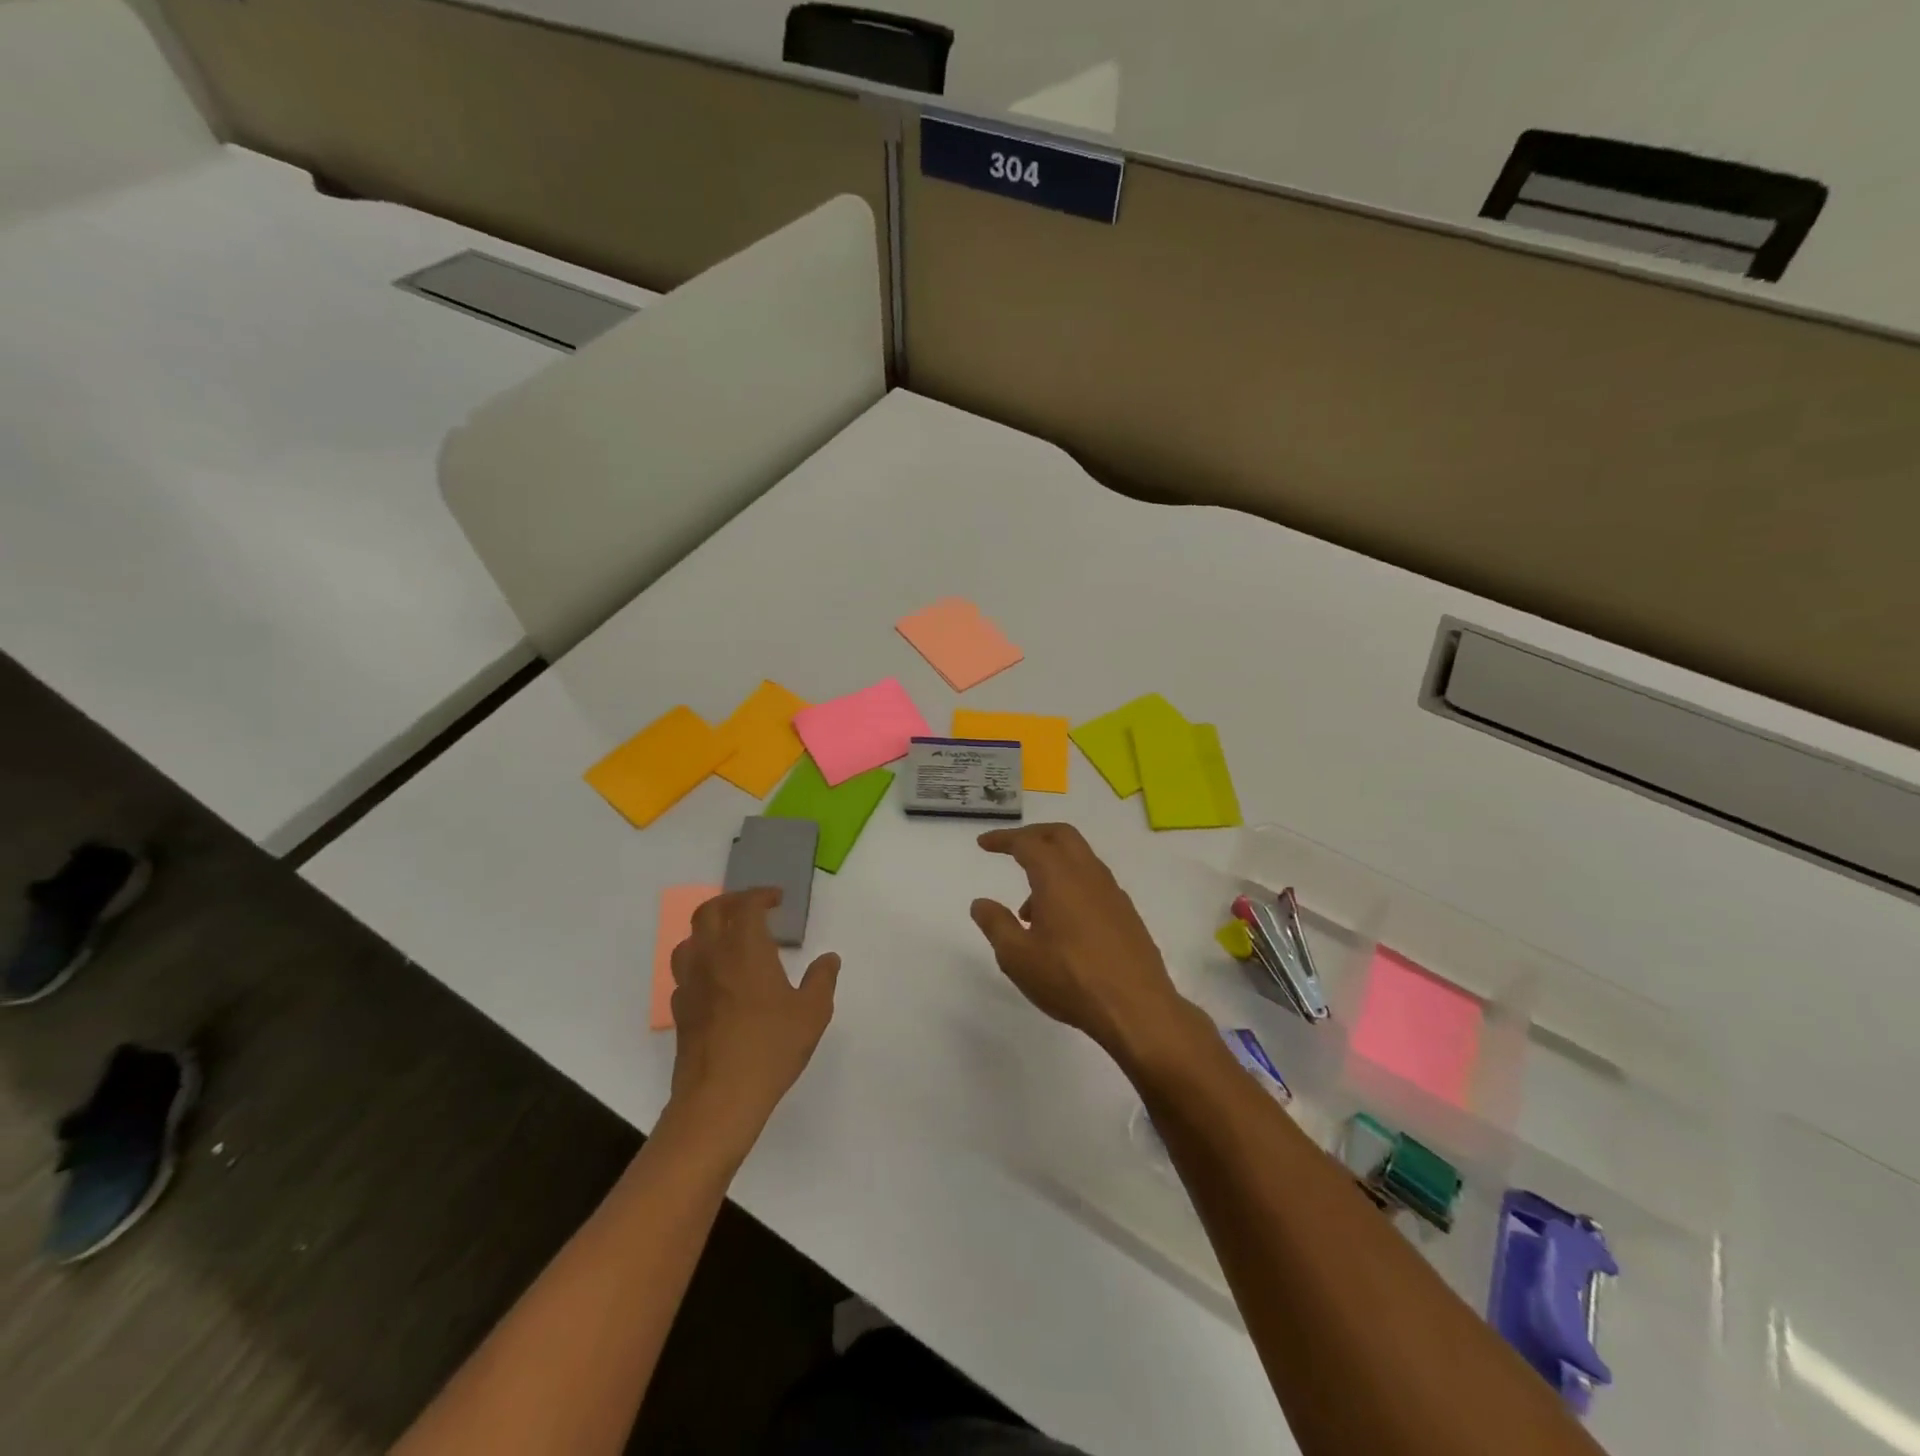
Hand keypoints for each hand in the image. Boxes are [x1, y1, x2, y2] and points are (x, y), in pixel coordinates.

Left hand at [667, 889, 839, 1148]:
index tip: (776, 899)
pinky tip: (716, 980)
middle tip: (750, 908)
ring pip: (688, 941)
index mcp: (745, 949)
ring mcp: (690, 984)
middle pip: (708, 912)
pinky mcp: (680, 1011)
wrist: (719, 1098)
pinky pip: (684, 973)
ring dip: (708, 931)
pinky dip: (700, 963)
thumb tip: (828, 959)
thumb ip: (822, 980)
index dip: (760, 895)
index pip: (745, 906)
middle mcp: (712, 957)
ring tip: (728, 940)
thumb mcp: (812, 1012)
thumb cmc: (770, 1047)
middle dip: (730, 902)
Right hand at [970, 824, 1196, 1059]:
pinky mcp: (1126, 913)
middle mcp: (1088, 874)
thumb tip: (981, 903)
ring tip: (1028, 911)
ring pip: (1079, 859)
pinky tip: (1060, 926)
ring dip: (1052, 867)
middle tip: (1011, 850)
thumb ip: (996, 924)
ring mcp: (1112, 892)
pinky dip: (1071, 886)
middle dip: (1033, 836)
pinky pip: (1093, 883)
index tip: (984, 843)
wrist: (1137, 1008)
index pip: (1027, 843)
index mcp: (1058, 876)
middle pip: (1061, 835)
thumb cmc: (1069, 979)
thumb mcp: (1018, 956)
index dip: (1003, 839)